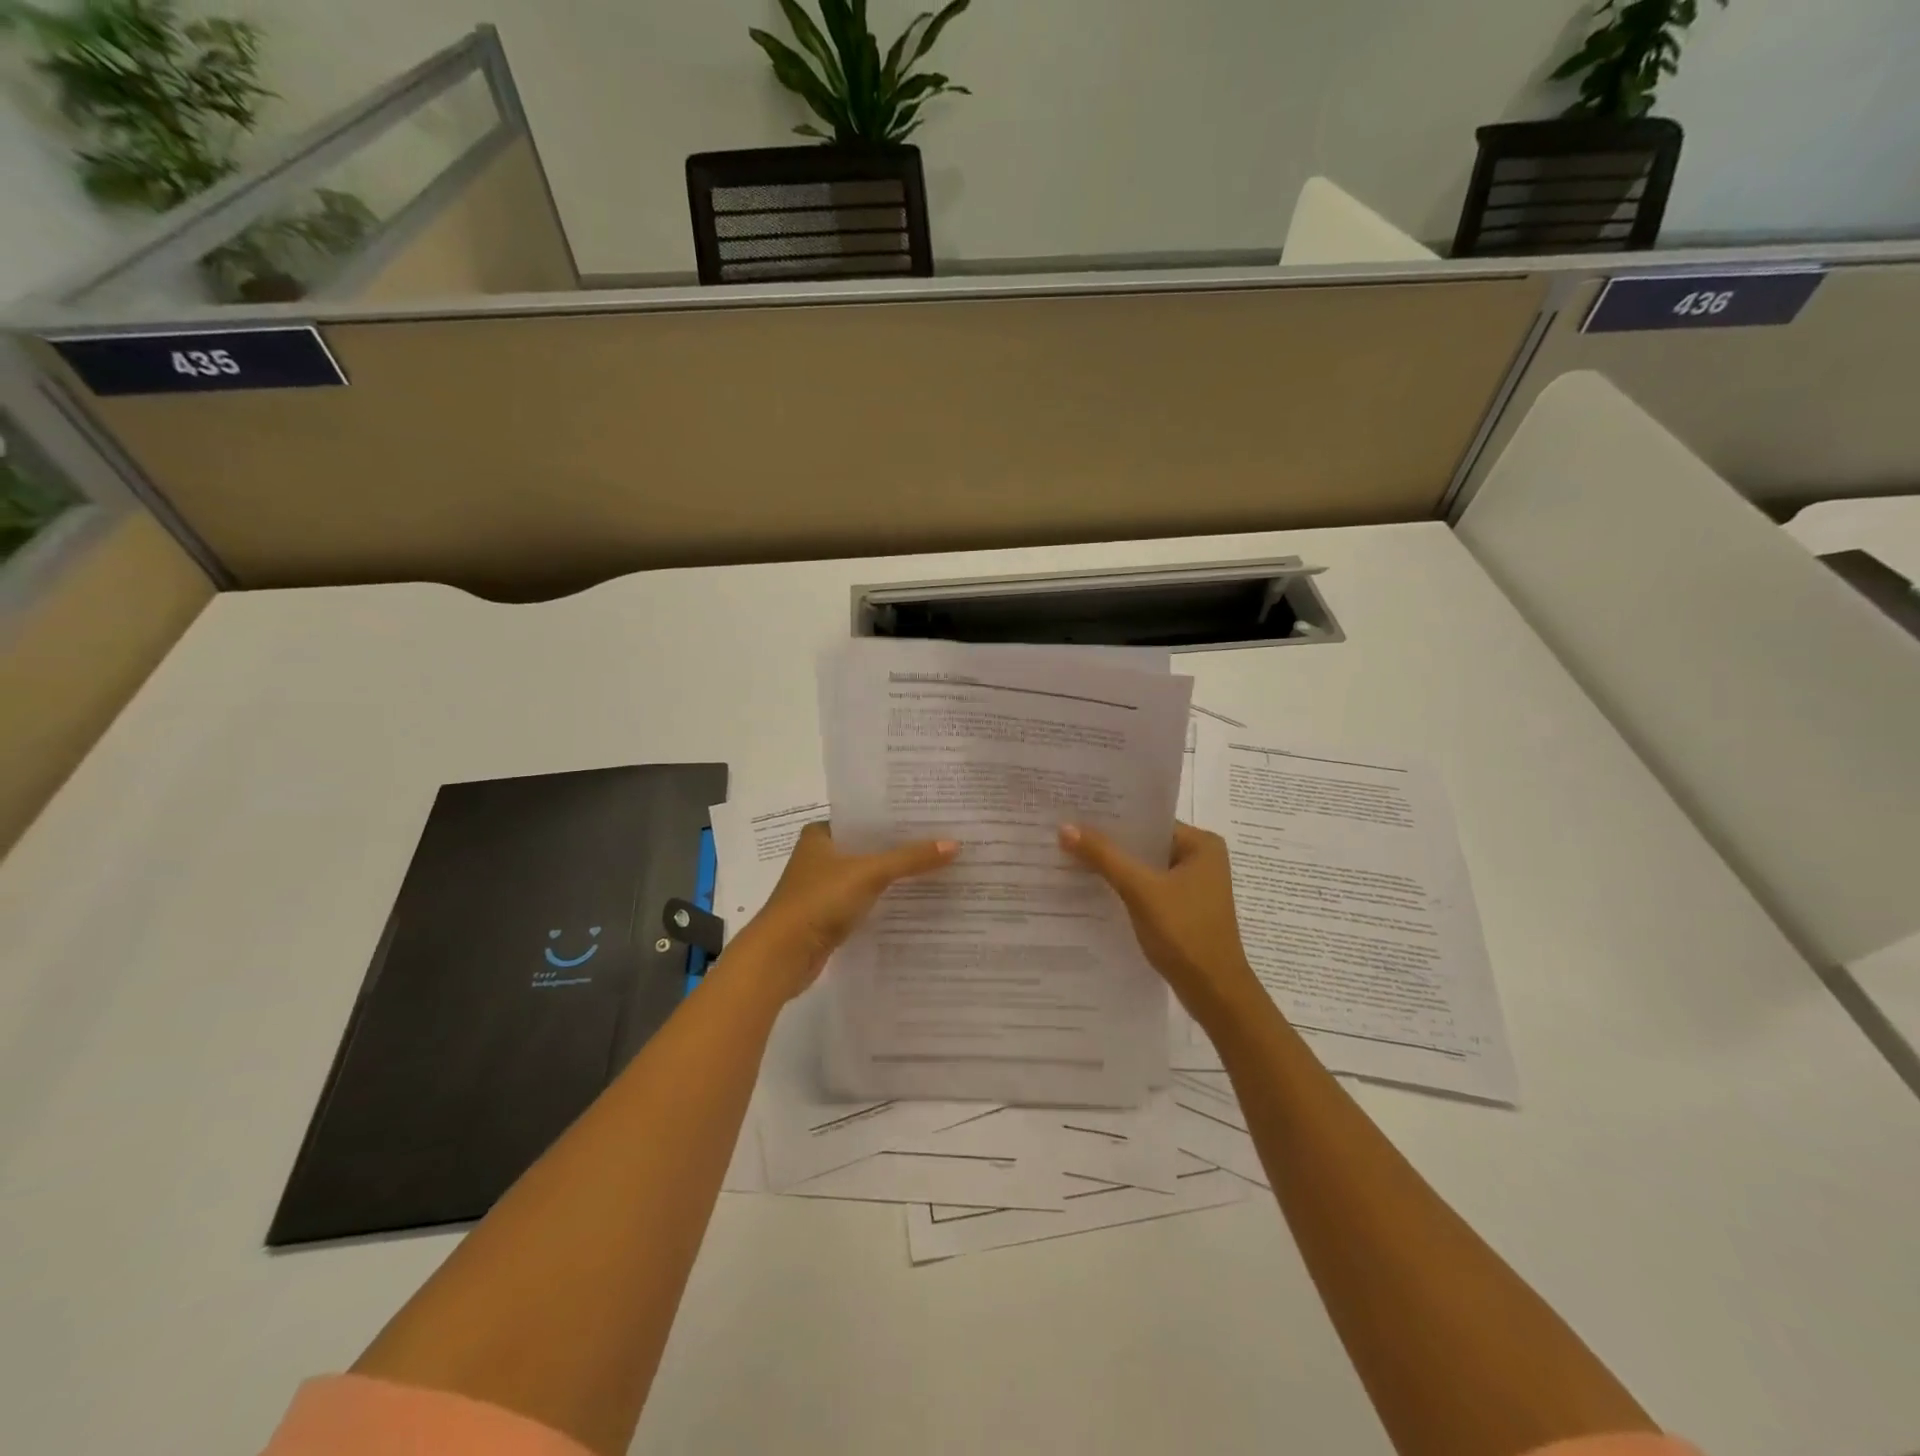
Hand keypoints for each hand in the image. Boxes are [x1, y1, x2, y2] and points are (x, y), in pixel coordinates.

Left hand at [729, 822, 957, 1001]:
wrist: (781, 956)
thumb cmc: (819, 902)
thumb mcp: (868, 873)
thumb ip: (910, 859)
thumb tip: (954, 845)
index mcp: (821, 834)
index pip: (866, 817)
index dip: (897, 817)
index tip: (933, 815)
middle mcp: (820, 856)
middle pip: (870, 846)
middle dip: (902, 847)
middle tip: (944, 841)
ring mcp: (824, 887)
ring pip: (869, 875)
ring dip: (896, 875)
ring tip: (938, 868)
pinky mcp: (829, 915)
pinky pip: (866, 900)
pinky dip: (886, 900)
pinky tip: (916, 900)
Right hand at [1059, 821, 1263, 1028]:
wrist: (1214, 993)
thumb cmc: (1185, 933)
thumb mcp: (1141, 890)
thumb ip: (1104, 857)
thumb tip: (1065, 827)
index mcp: (1202, 844)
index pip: (1149, 819)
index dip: (1112, 817)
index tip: (1074, 811)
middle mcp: (1201, 858)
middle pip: (1145, 843)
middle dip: (1108, 842)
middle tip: (1065, 832)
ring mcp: (1193, 886)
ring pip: (1144, 867)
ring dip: (1114, 866)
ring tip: (1071, 856)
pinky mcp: (1182, 908)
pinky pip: (1147, 887)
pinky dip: (1124, 887)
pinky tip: (1092, 887)